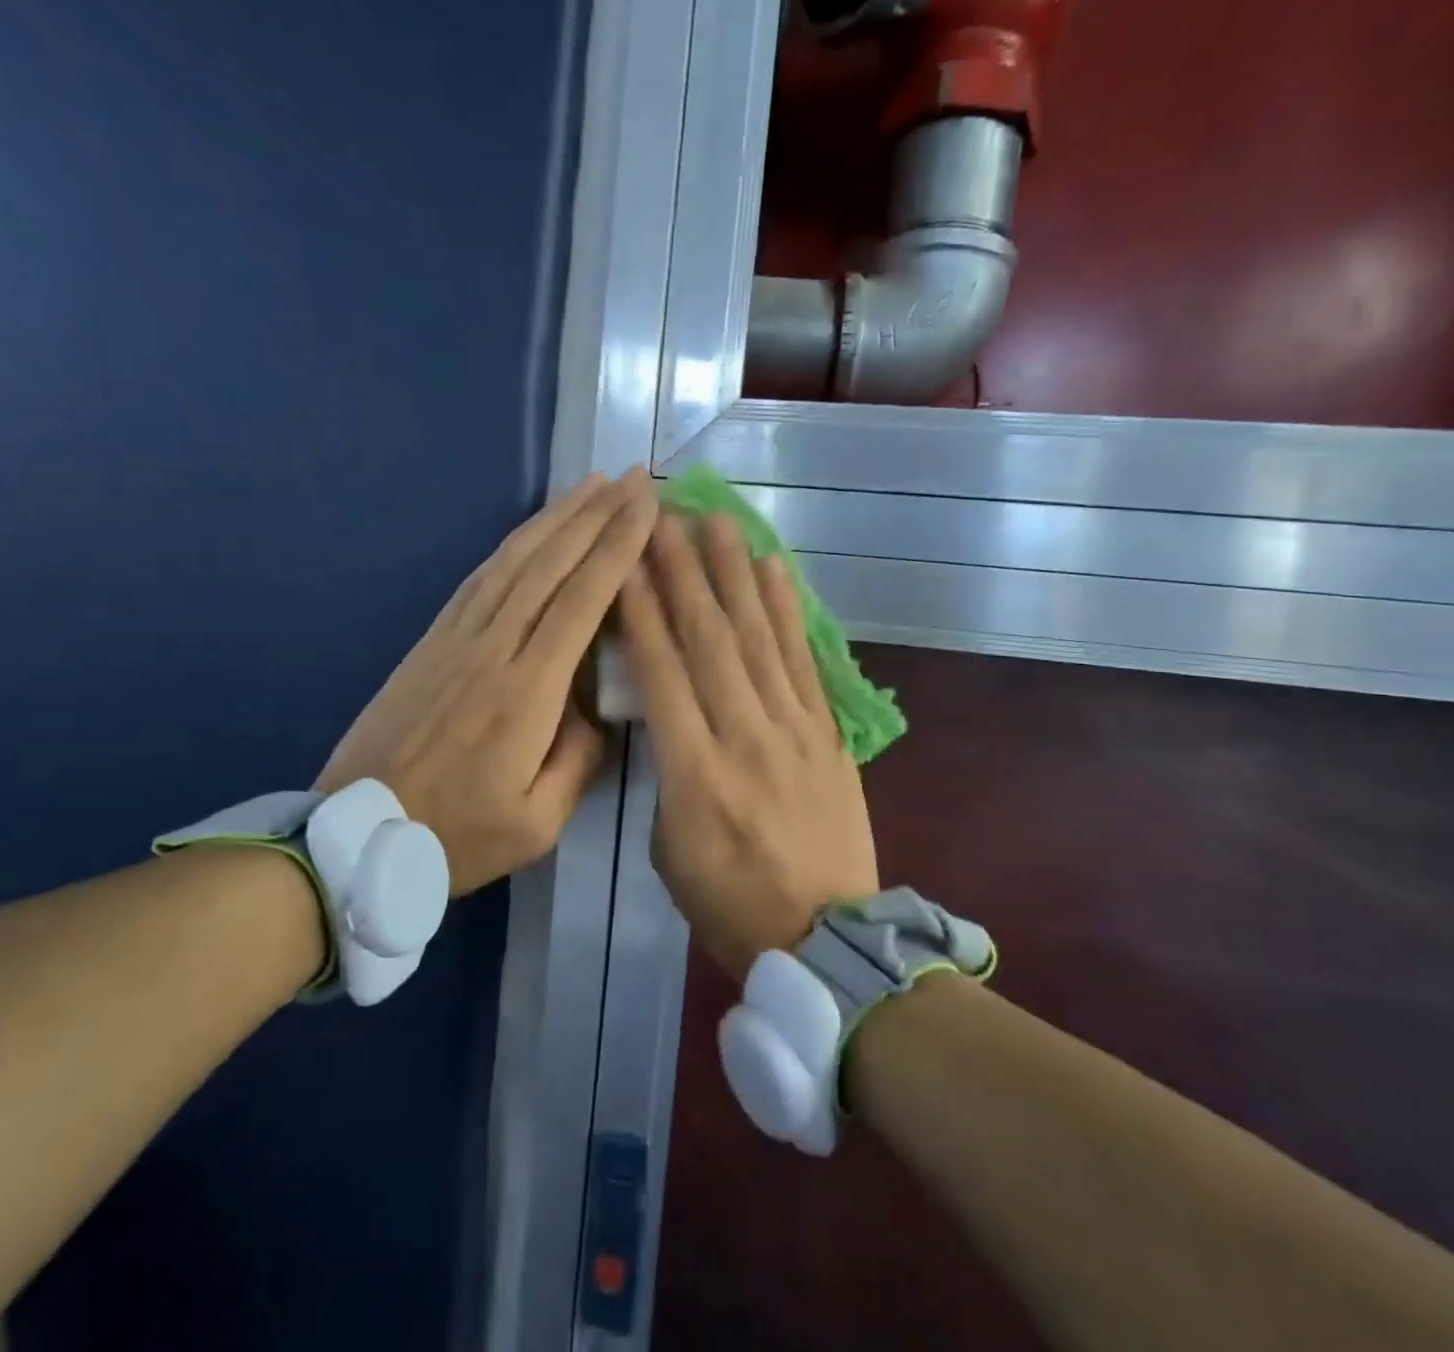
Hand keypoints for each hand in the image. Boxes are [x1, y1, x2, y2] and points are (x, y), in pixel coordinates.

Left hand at [317, 469, 656, 895]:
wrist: (354, 836)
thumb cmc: (454, 836)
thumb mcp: (537, 822)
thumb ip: (579, 759)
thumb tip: (598, 708)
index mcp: (526, 692)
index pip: (581, 601)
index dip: (617, 549)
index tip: (647, 508)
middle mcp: (493, 648)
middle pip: (550, 565)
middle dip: (596, 516)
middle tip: (632, 478)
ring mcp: (456, 638)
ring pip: (512, 561)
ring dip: (555, 518)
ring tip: (590, 486)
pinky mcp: (432, 641)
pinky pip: (480, 578)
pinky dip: (513, 544)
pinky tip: (533, 530)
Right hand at [617, 513, 878, 979]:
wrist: (826, 937)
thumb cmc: (730, 903)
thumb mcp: (669, 849)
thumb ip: (666, 774)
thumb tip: (668, 719)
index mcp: (694, 773)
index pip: (662, 672)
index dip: (641, 610)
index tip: (625, 559)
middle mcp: (745, 736)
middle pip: (709, 639)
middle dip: (683, 572)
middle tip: (665, 517)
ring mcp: (793, 729)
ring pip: (759, 638)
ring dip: (736, 575)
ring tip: (718, 522)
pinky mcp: (828, 732)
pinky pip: (804, 661)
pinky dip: (788, 612)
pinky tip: (775, 571)